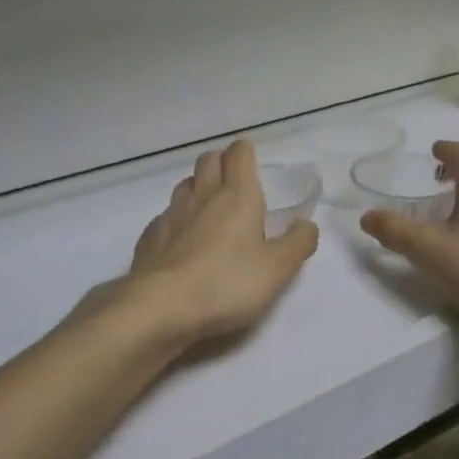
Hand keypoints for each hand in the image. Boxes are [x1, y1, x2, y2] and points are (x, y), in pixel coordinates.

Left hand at [126, 140, 318, 345]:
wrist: (161, 306)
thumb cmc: (227, 283)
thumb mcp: (277, 269)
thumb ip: (297, 243)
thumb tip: (307, 224)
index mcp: (237, 196)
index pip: (239, 154)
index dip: (245, 151)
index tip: (252, 159)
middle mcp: (202, 196)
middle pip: (209, 160)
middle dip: (222, 161)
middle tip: (234, 179)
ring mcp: (171, 214)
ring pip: (186, 184)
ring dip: (199, 186)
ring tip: (210, 206)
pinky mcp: (150, 236)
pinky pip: (166, 215)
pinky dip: (178, 218)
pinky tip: (183, 239)